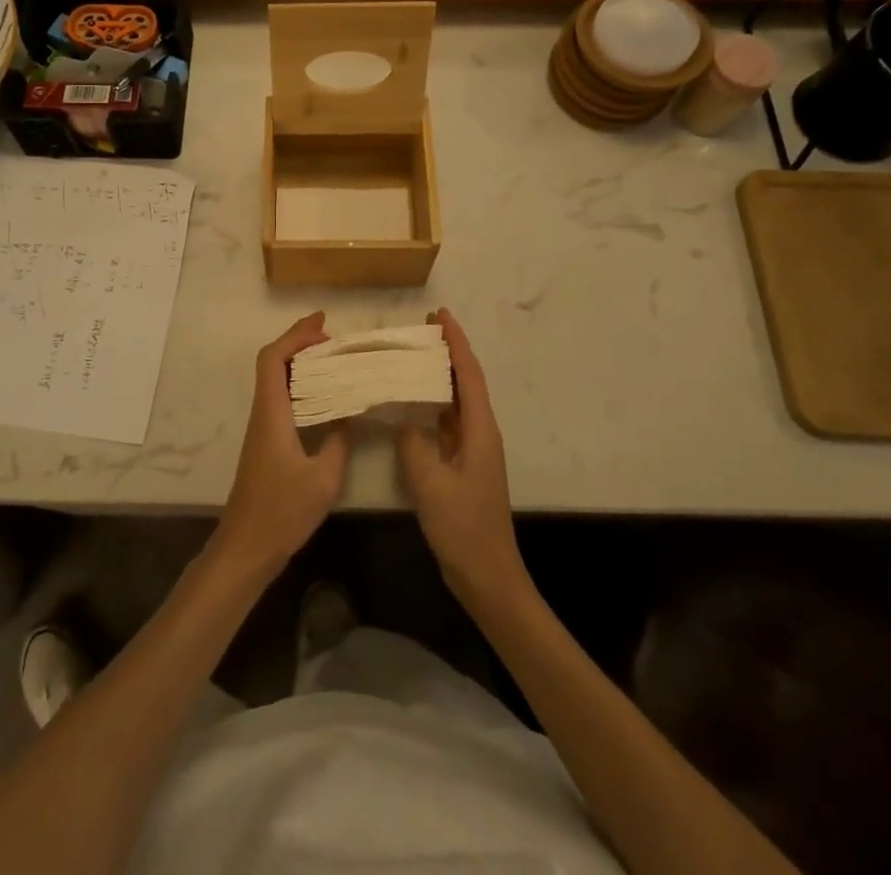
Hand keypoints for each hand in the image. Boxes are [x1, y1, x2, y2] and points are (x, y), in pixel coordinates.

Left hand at [216, 312, 350, 572]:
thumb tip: (351, 413)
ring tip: (335, 362)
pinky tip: (324, 397)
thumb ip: (339, 441)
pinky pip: (281, 398)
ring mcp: (262, 427)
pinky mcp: (266, 441)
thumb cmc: (282, 512)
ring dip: (301, 364)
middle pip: (273, 362)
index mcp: (272, 413)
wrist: (246, 546)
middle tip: (335, 342)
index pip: (273, 358)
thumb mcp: (324, 479)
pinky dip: (301, 386)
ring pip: (276, 380)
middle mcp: (263, 412)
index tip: (323, 324)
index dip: (295, 335)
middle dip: (301, 343)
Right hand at [397, 309, 524, 601]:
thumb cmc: (463, 526)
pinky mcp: (462, 465)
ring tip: (411, 356)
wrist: (487, 575)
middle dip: (447, 352)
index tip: (440, 315)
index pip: (469, 374)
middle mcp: (480, 432)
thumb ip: (414, 442)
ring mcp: (472, 450)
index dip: (456, 342)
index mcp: (480, 430)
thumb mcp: (431, 483)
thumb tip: (403, 416)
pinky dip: (431, 404)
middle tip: (420, 329)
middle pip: (465, 381)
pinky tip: (410, 403)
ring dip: (439, 376)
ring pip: (456, 401)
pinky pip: (447, 422)